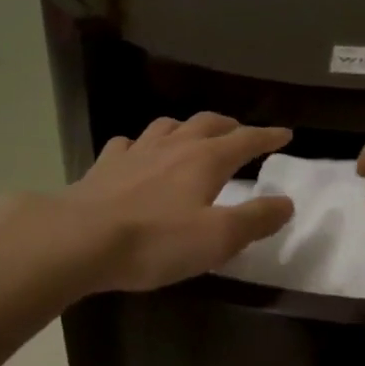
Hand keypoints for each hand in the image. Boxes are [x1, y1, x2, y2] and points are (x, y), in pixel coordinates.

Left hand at [53, 113, 294, 292]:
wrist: (78, 240)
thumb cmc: (155, 241)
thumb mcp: (218, 238)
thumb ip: (256, 219)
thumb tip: (286, 202)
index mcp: (206, 160)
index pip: (246, 140)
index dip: (267, 137)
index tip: (285, 134)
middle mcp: (174, 146)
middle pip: (207, 124)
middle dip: (230, 126)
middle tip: (241, 133)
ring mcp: (135, 153)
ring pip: (167, 126)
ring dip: (187, 127)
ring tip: (193, 136)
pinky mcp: (104, 167)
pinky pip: (128, 144)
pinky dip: (142, 145)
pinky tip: (138, 154)